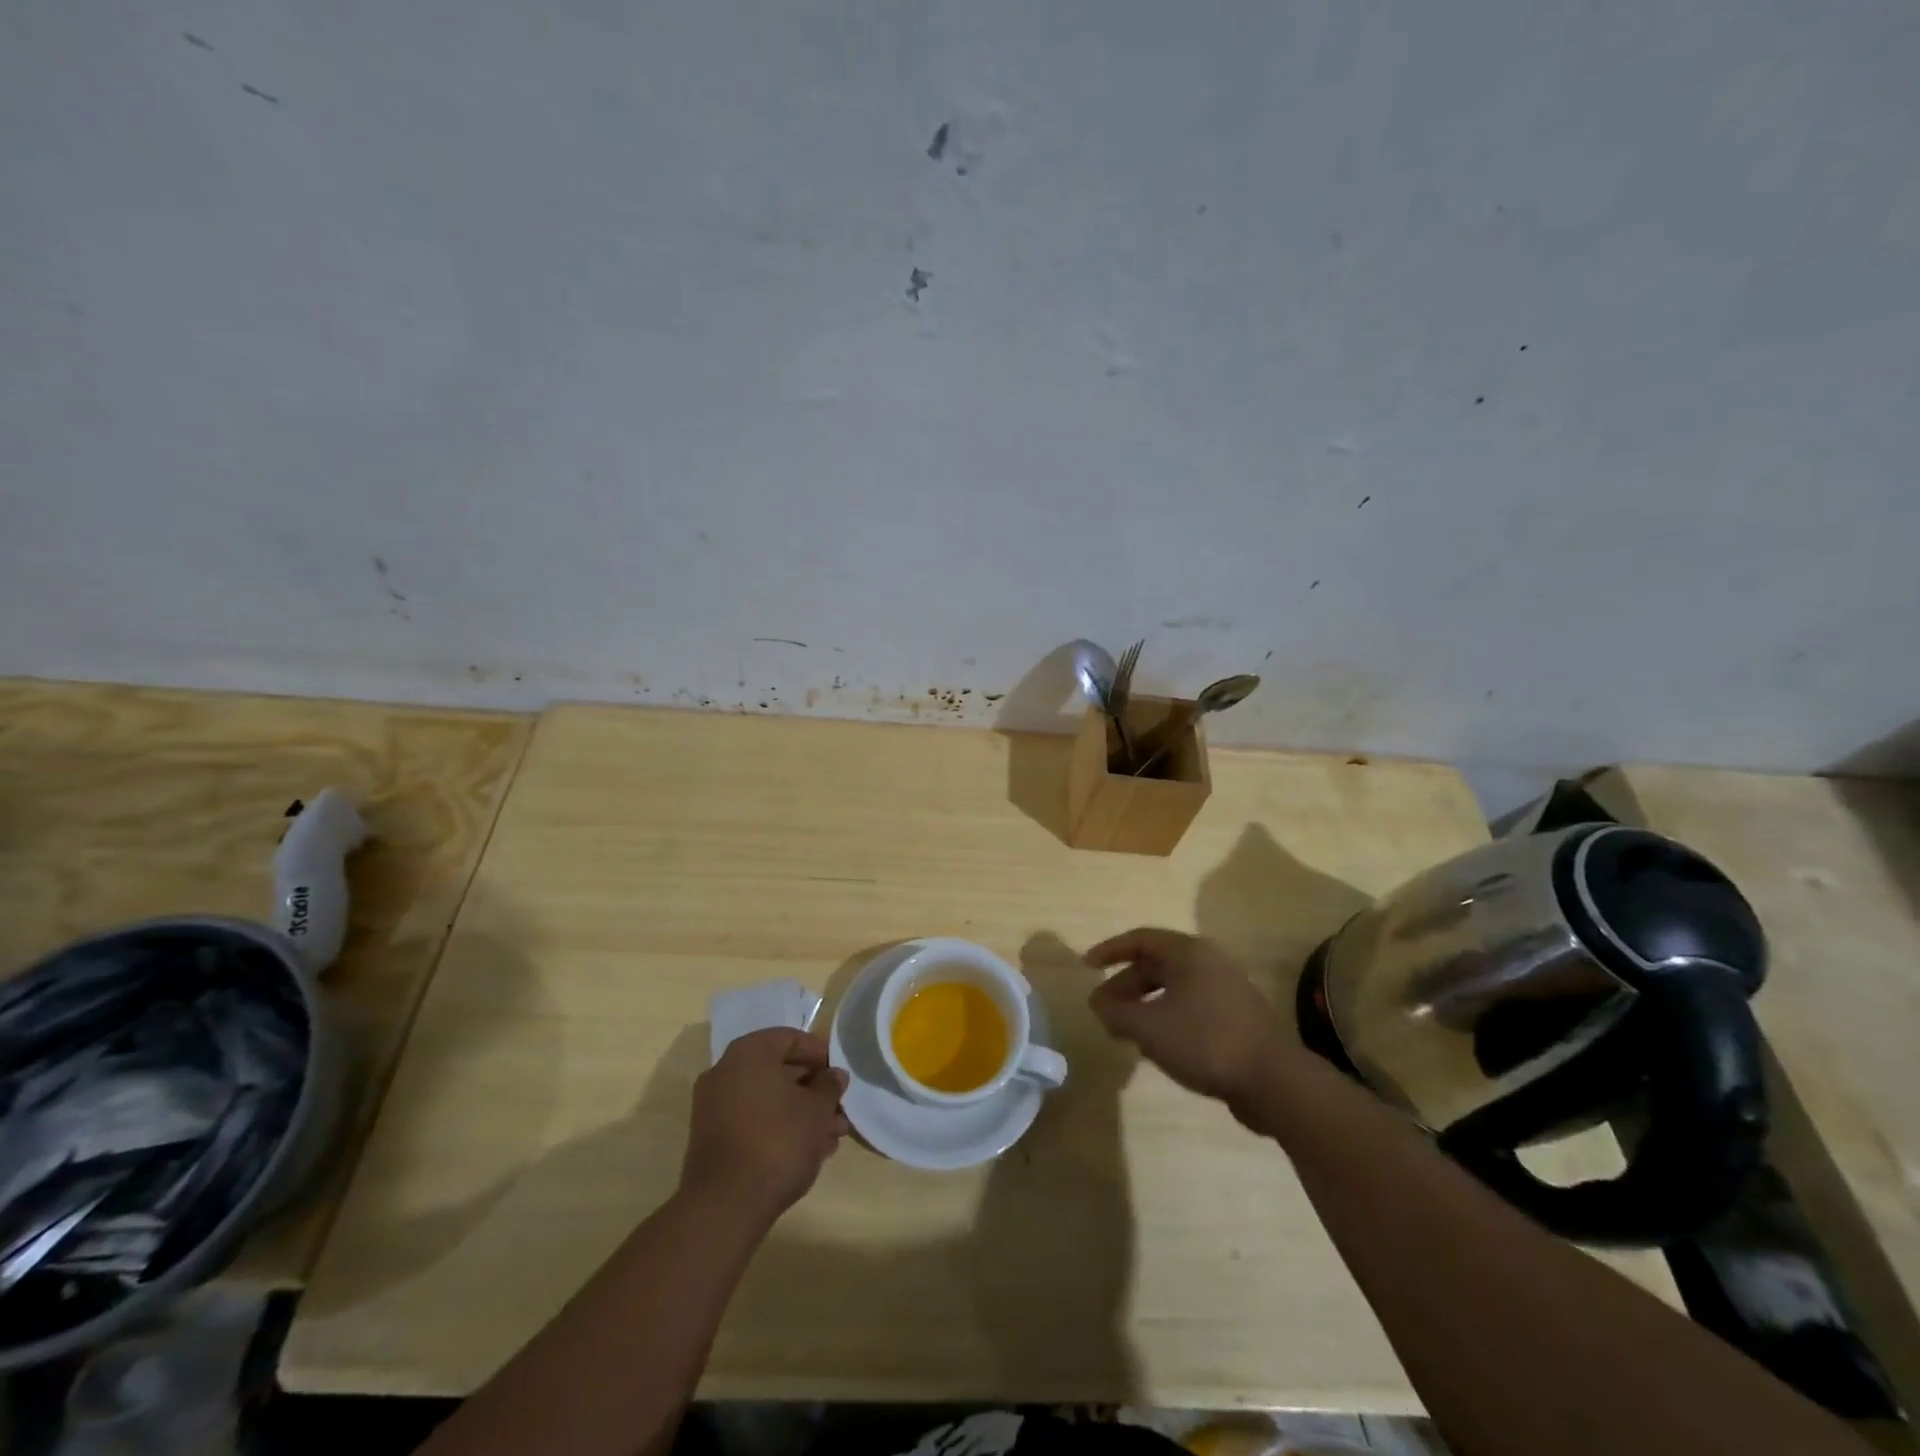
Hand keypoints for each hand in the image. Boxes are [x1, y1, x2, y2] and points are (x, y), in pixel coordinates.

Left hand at [681, 1028, 849, 1224]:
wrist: (725, 1205)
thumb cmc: (778, 1141)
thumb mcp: (817, 1110)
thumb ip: (829, 1086)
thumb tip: (834, 1076)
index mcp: (749, 1053)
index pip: (791, 1039)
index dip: (820, 1054)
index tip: (840, 1075)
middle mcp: (726, 1072)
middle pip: (778, 1071)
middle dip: (812, 1090)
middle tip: (839, 1108)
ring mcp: (714, 1107)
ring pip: (767, 1100)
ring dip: (800, 1113)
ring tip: (831, 1137)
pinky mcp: (712, 1140)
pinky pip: (753, 1122)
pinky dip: (778, 1129)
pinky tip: (807, 1151)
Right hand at [1085, 928, 1294, 1125]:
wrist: (1274, 1081)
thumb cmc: (1205, 1041)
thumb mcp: (1149, 1027)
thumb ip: (1117, 1012)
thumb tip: (1097, 1003)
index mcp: (1188, 952)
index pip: (1140, 939)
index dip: (1109, 950)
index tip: (1086, 966)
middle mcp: (1209, 962)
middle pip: (1156, 964)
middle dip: (1125, 985)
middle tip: (1102, 1009)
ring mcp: (1227, 989)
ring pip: (1174, 988)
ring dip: (1145, 1004)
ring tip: (1125, 1030)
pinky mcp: (1238, 1016)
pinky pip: (1191, 1006)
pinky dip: (1167, 1017)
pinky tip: (1159, 1045)